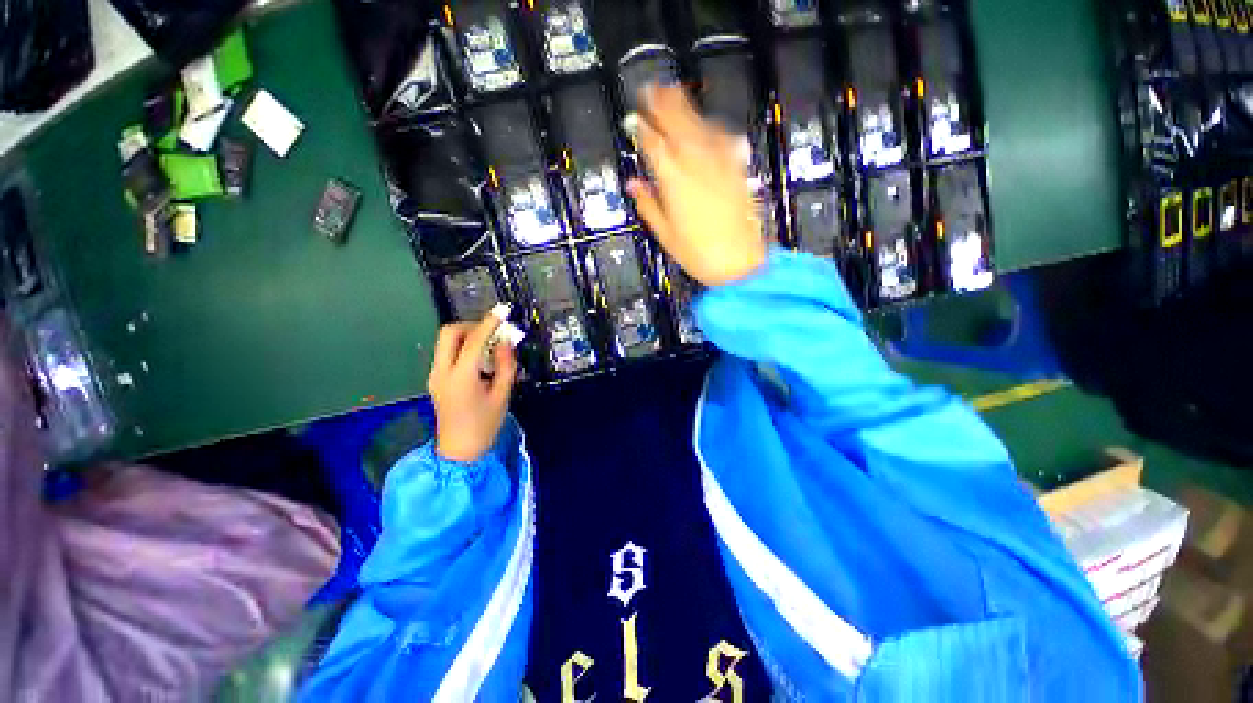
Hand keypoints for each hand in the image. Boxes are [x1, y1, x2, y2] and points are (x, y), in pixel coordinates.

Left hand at [427, 314, 518, 463]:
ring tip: (490, 346)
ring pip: (446, 342)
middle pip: (449, 333)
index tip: (503, 310)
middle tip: (493, 332)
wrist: (459, 451)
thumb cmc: (485, 425)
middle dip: (472, 325)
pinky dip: (463, 347)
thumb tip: (506, 341)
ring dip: (467, 336)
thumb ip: (505, 365)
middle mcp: (442, 371)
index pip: (473, 340)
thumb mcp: (503, 394)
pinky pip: (448, 353)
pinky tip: (480, 359)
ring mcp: (435, 375)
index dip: (489, 322)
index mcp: (461, 377)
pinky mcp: (436, 379)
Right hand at [627, 85, 767, 286]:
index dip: (643, 129)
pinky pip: (723, 140)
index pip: (654, 146)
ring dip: (686, 108)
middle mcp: (696, 164)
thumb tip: (633, 183)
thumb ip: (649, 205)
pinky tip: (708, 123)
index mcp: (674, 181)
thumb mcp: (666, 234)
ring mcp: (719, 164)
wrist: (739, 263)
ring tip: (674, 92)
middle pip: (678, 126)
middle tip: (652, 88)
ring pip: (700, 127)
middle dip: (663, 105)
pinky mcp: (736, 170)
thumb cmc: (697, 254)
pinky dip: (712, 128)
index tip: (634, 117)